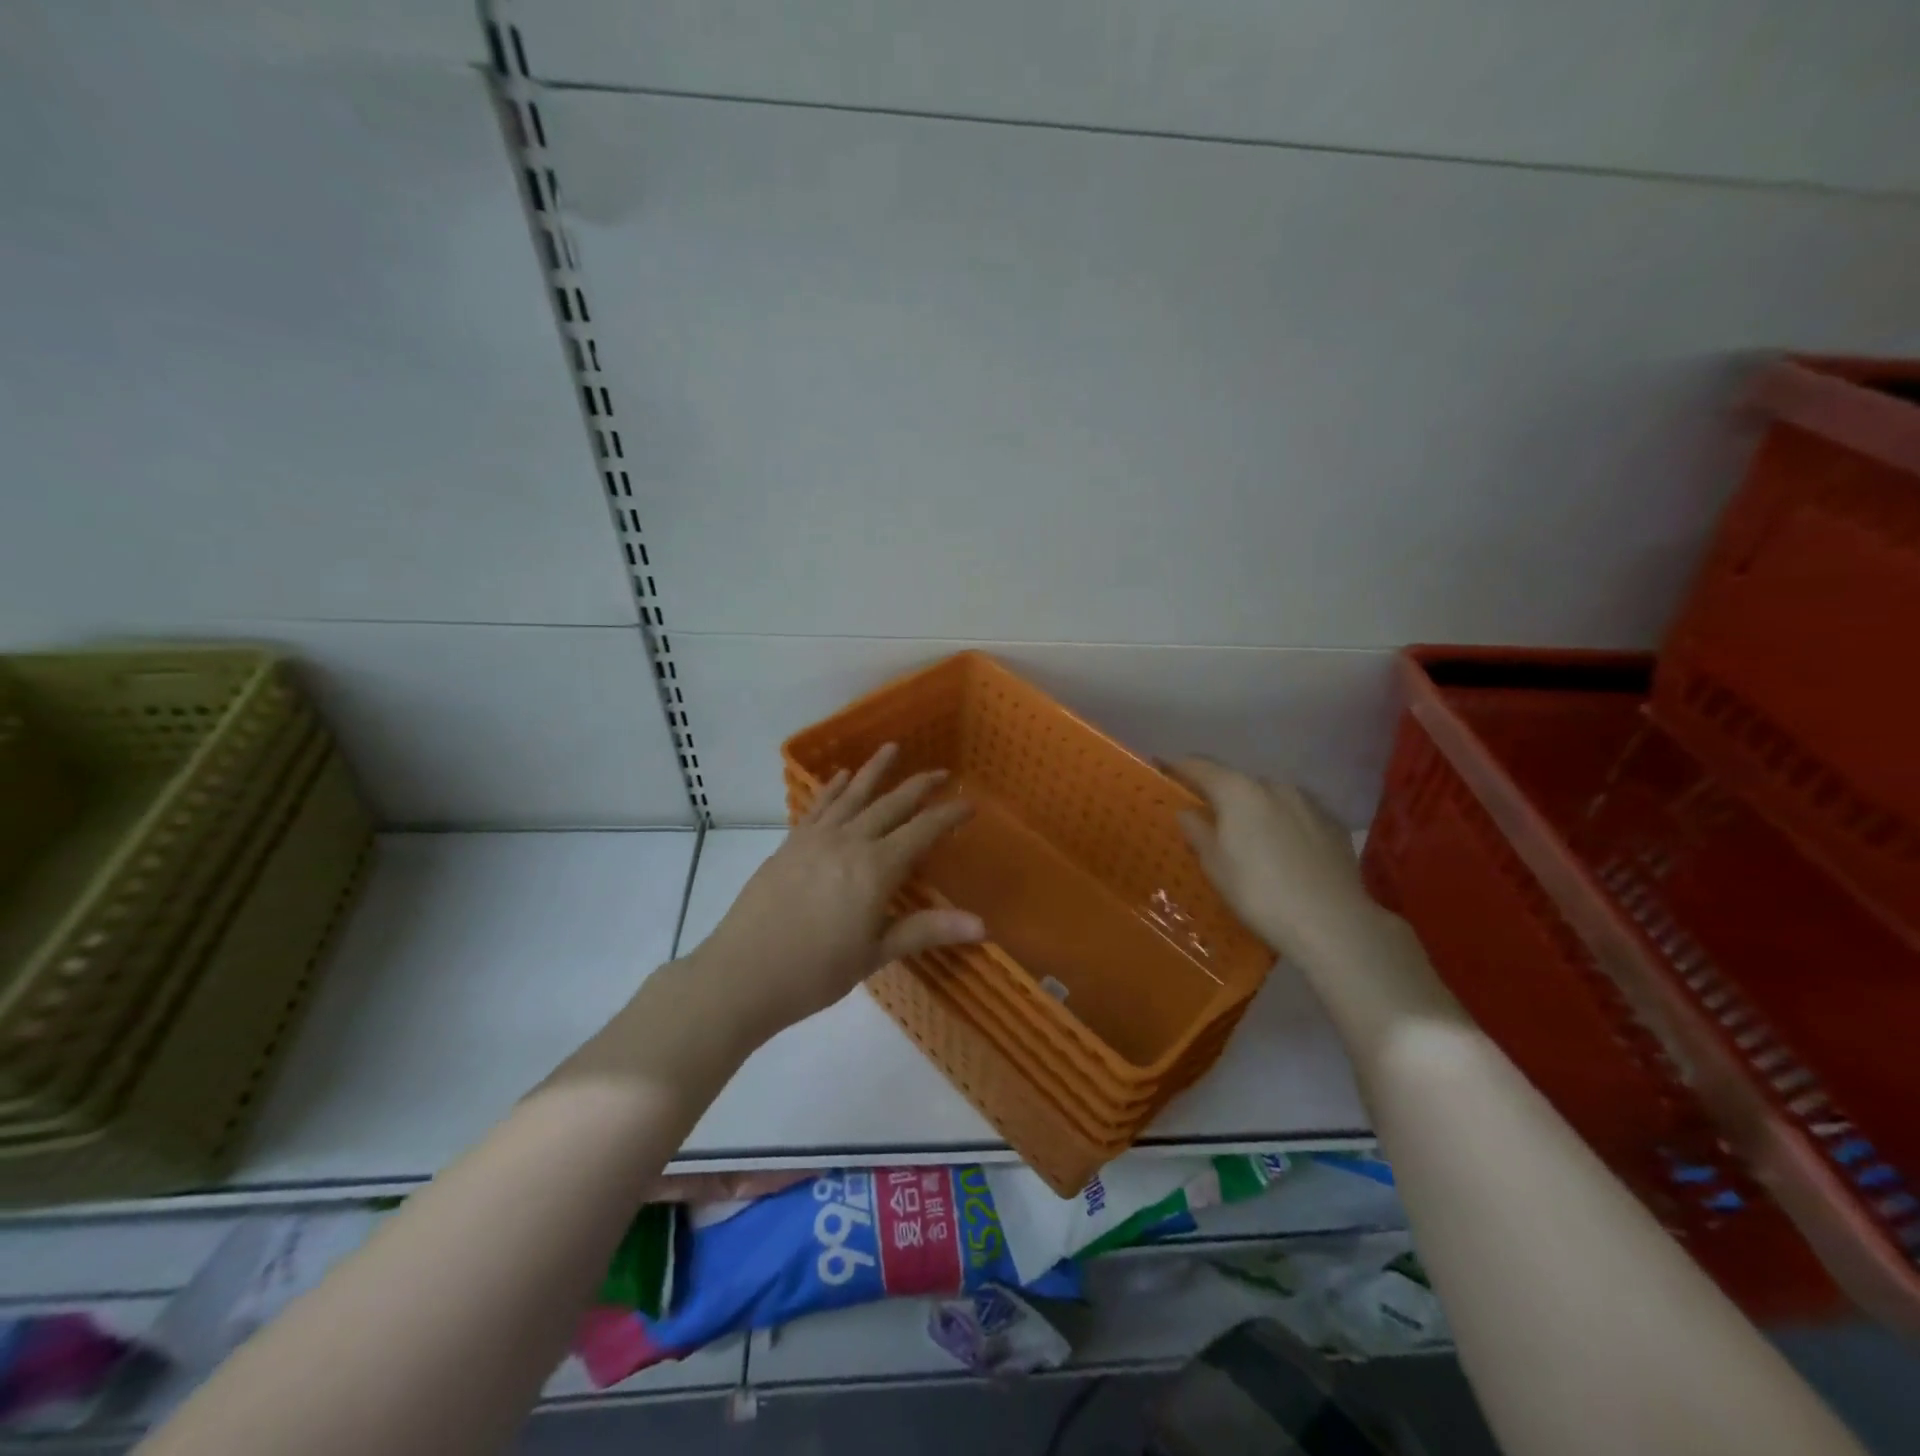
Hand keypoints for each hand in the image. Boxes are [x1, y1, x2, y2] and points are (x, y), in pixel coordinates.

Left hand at [688, 744, 983, 1042]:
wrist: (742, 974)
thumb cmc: (815, 972)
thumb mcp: (875, 953)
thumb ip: (926, 930)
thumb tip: (982, 926)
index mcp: (876, 868)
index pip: (922, 831)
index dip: (948, 816)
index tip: (970, 804)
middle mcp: (849, 842)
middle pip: (891, 805)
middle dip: (919, 786)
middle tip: (942, 772)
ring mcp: (815, 839)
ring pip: (853, 795)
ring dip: (875, 770)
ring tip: (892, 748)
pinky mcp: (790, 844)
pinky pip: (818, 806)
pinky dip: (833, 788)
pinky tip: (841, 776)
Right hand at [1167, 757, 1374, 967]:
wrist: (1332, 923)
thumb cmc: (1258, 893)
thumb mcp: (1215, 867)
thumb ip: (1198, 833)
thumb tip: (1187, 812)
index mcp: (1238, 791)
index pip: (1200, 767)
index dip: (1179, 766)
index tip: (1163, 767)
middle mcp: (1274, 786)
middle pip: (1237, 783)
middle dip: (1222, 796)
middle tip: (1209, 819)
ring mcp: (1309, 803)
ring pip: (1271, 798)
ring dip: (1256, 810)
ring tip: (1251, 839)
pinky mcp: (1334, 824)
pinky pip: (1298, 816)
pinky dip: (1284, 825)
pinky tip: (1285, 852)